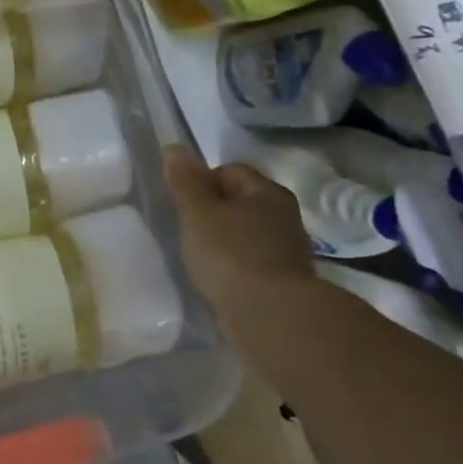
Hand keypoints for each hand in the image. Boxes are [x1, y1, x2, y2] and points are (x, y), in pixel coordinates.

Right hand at [163, 146, 314, 322]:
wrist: (271, 315)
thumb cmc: (230, 254)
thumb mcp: (197, 213)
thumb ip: (185, 182)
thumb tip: (175, 147)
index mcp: (266, 191)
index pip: (230, 171)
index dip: (202, 182)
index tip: (182, 204)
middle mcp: (284, 215)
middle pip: (240, 201)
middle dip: (213, 211)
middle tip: (186, 229)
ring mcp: (287, 249)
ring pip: (246, 233)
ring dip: (223, 240)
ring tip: (199, 256)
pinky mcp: (283, 280)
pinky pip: (250, 261)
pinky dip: (233, 265)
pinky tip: (217, 278)